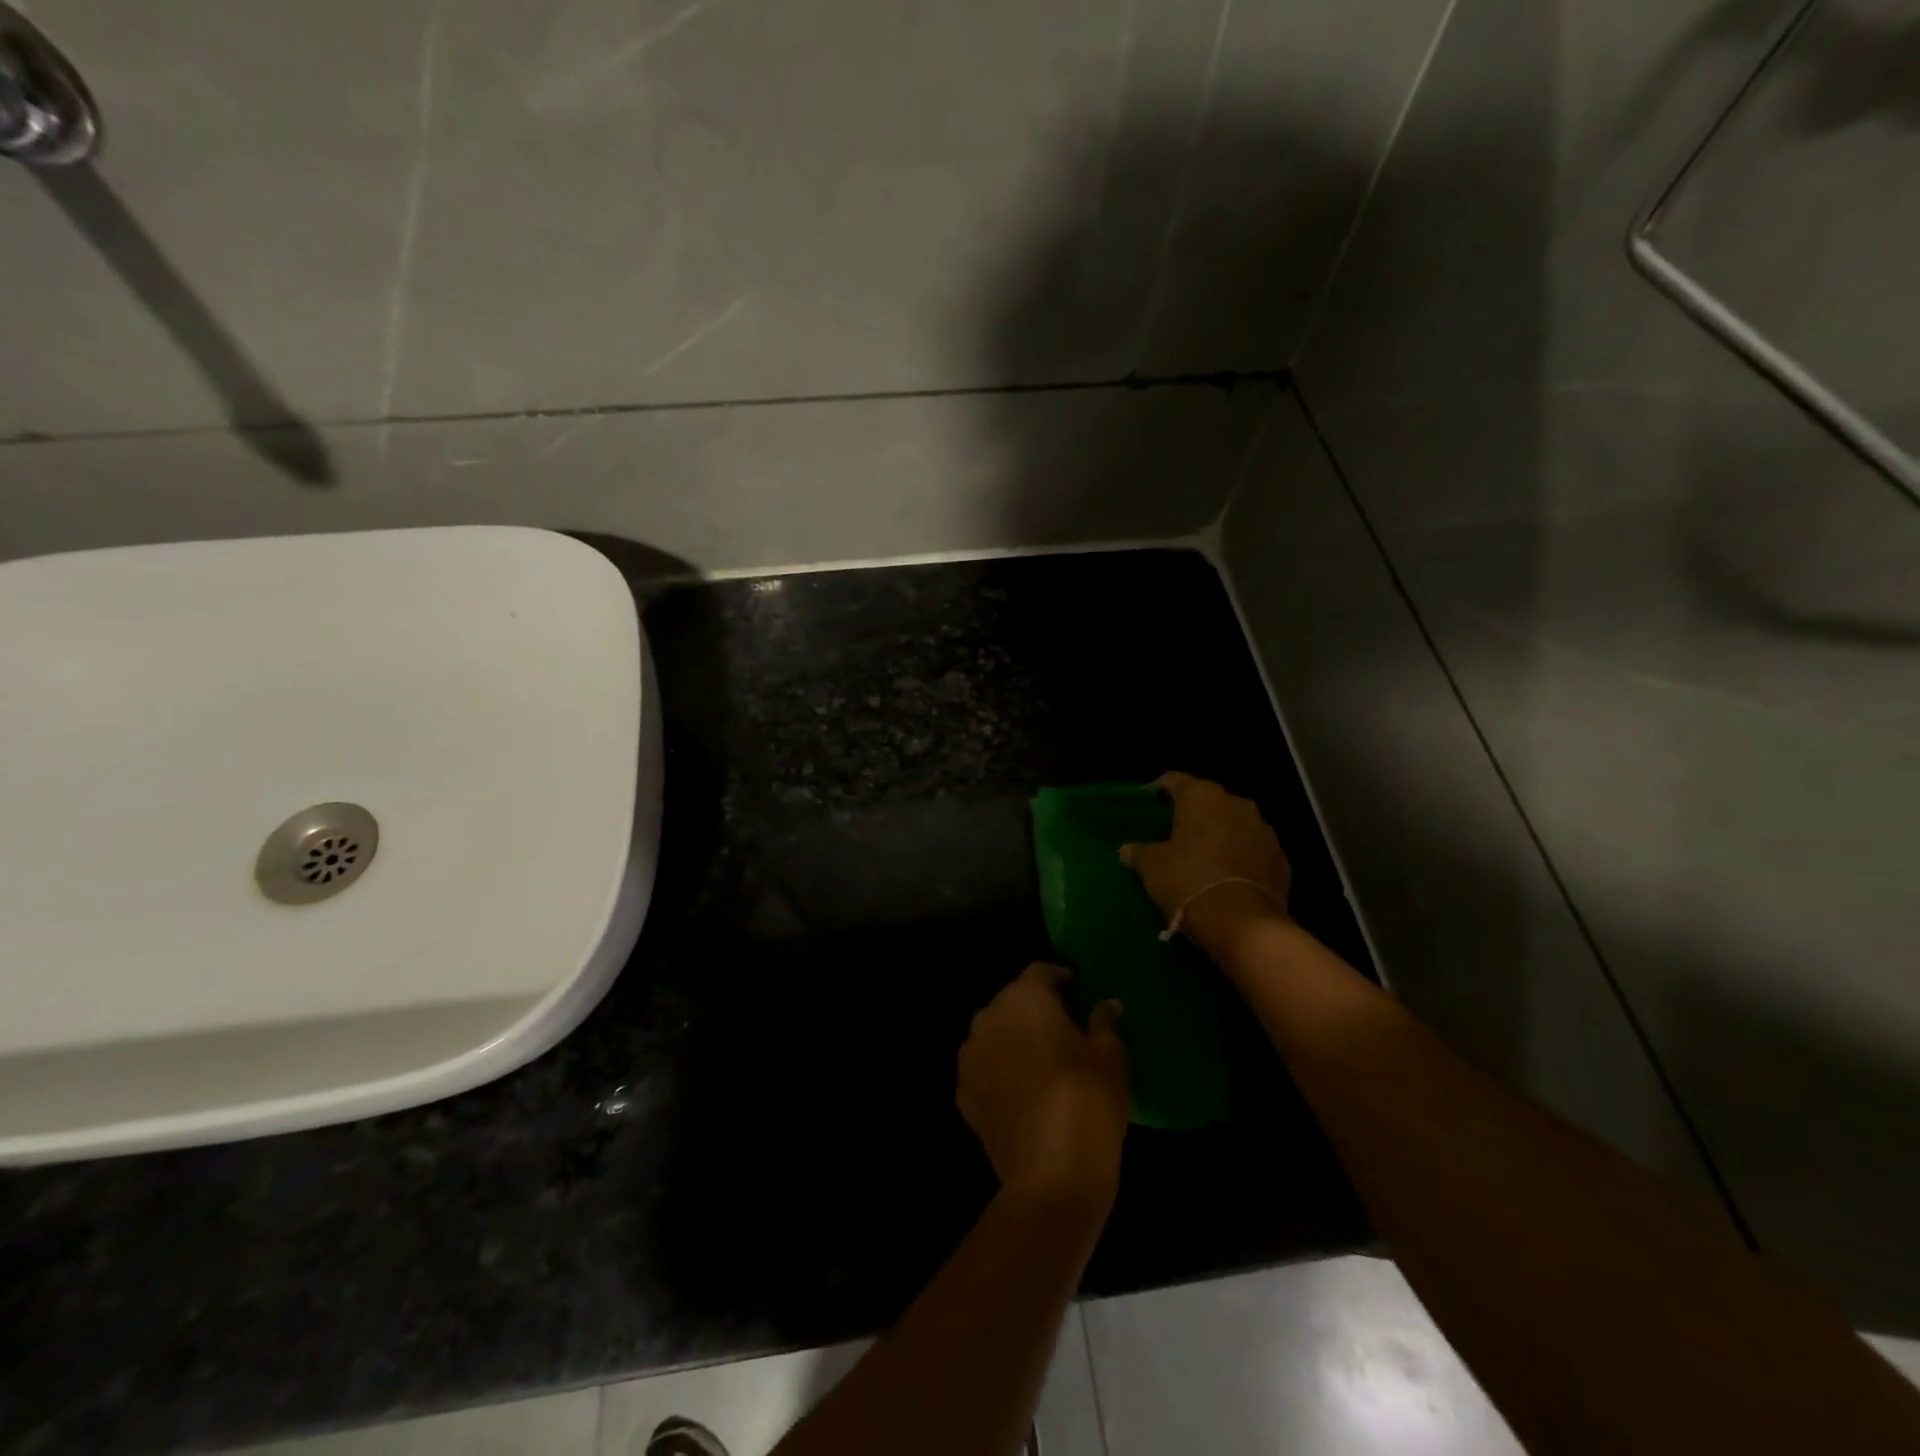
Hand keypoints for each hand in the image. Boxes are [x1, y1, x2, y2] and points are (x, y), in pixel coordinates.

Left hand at [957, 964, 1128, 1204]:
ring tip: (1042, 1062)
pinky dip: (1000, 1072)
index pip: (1041, 971)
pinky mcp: (963, 1094)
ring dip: (1014, 1039)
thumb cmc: (1088, 1101)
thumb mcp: (1111, 1057)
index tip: (1080, 997)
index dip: (1062, 980)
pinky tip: (1023, 1094)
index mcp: (1024, 998)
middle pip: (1013, 1000)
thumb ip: (1104, 1022)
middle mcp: (988, 1017)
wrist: (1052, 1176)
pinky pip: (984, 1068)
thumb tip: (1106, 1004)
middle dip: (1036, 1009)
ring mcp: (969, 1056)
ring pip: (994, 1033)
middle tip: (1065, 1030)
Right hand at [1120, 772, 1291, 961]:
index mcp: (1202, 797)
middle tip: (1174, 834)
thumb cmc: (1188, 881)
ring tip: (1203, 857)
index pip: (1175, 780)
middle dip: (1193, 815)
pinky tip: (1228, 877)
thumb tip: (1127, 849)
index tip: (1148, 803)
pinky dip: (1241, 858)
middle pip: (1209, 802)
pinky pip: (1254, 852)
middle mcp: (1237, 803)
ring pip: (1235, 825)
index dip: (1159, 790)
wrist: (1242, 923)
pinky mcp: (1281, 860)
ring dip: (1221, 835)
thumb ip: (1139, 852)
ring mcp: (1264, 831)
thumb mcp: (1152, 867)